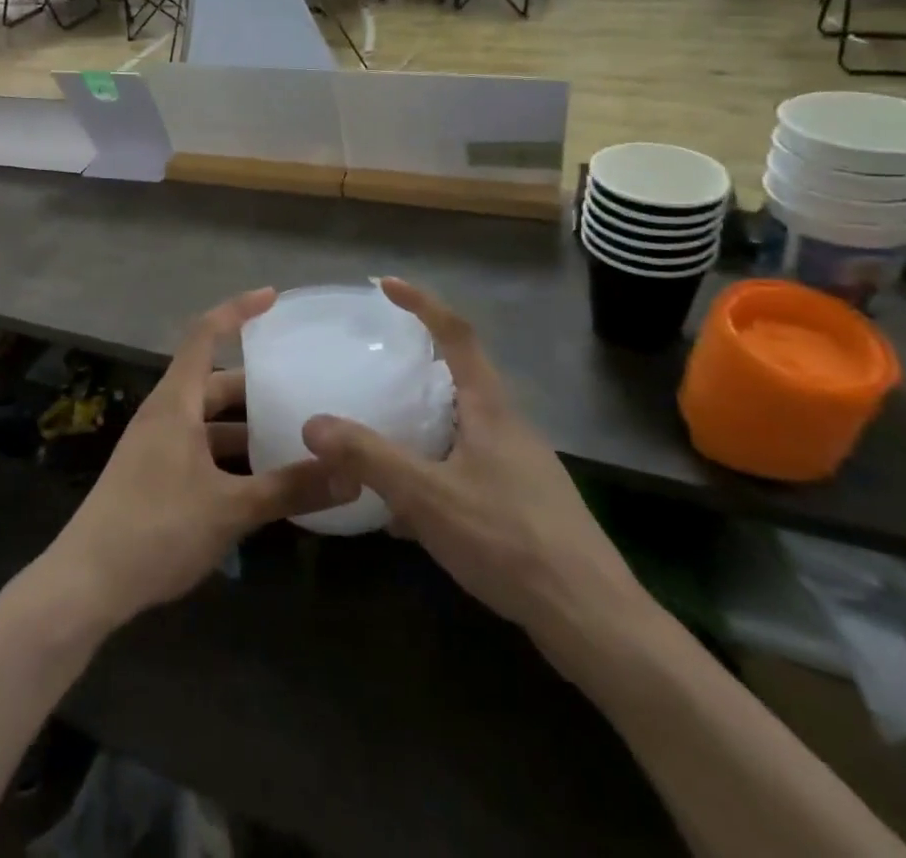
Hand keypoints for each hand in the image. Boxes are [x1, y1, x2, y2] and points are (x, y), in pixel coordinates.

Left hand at [38, 288, 345, 633]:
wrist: (86, 583)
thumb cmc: (157, 528)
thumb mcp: (230, 509)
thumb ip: (290, 489)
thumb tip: (352, 475)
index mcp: (175, 403)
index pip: (204, 335)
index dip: (238, 310)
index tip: (273, 297)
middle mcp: (164, 415)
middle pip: (213, 383)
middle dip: (255, 384)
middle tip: (301, 387)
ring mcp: (155, 447)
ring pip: (207, 421)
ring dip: (244, 426)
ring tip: (291, 437)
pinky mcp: (153, 476)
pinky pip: (199, 449)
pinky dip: (229, 456)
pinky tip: (259, 483)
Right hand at [301, 279, 652, 680]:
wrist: (592, 620)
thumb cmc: (509, 540)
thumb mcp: (428, 496)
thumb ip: (369, 458)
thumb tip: (313, 423)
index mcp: (491, 409)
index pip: (457, 334)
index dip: (422, 303)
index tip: (386, 285)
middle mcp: (509, 427)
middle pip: (462, 378)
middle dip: (419, 367)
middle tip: (376, 367)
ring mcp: (520, 467)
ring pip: (462, 428)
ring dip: (423, 427)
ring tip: (382, 442)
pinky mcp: (523, 504)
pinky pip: (468, 469)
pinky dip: (434, 474)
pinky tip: (408, 516)